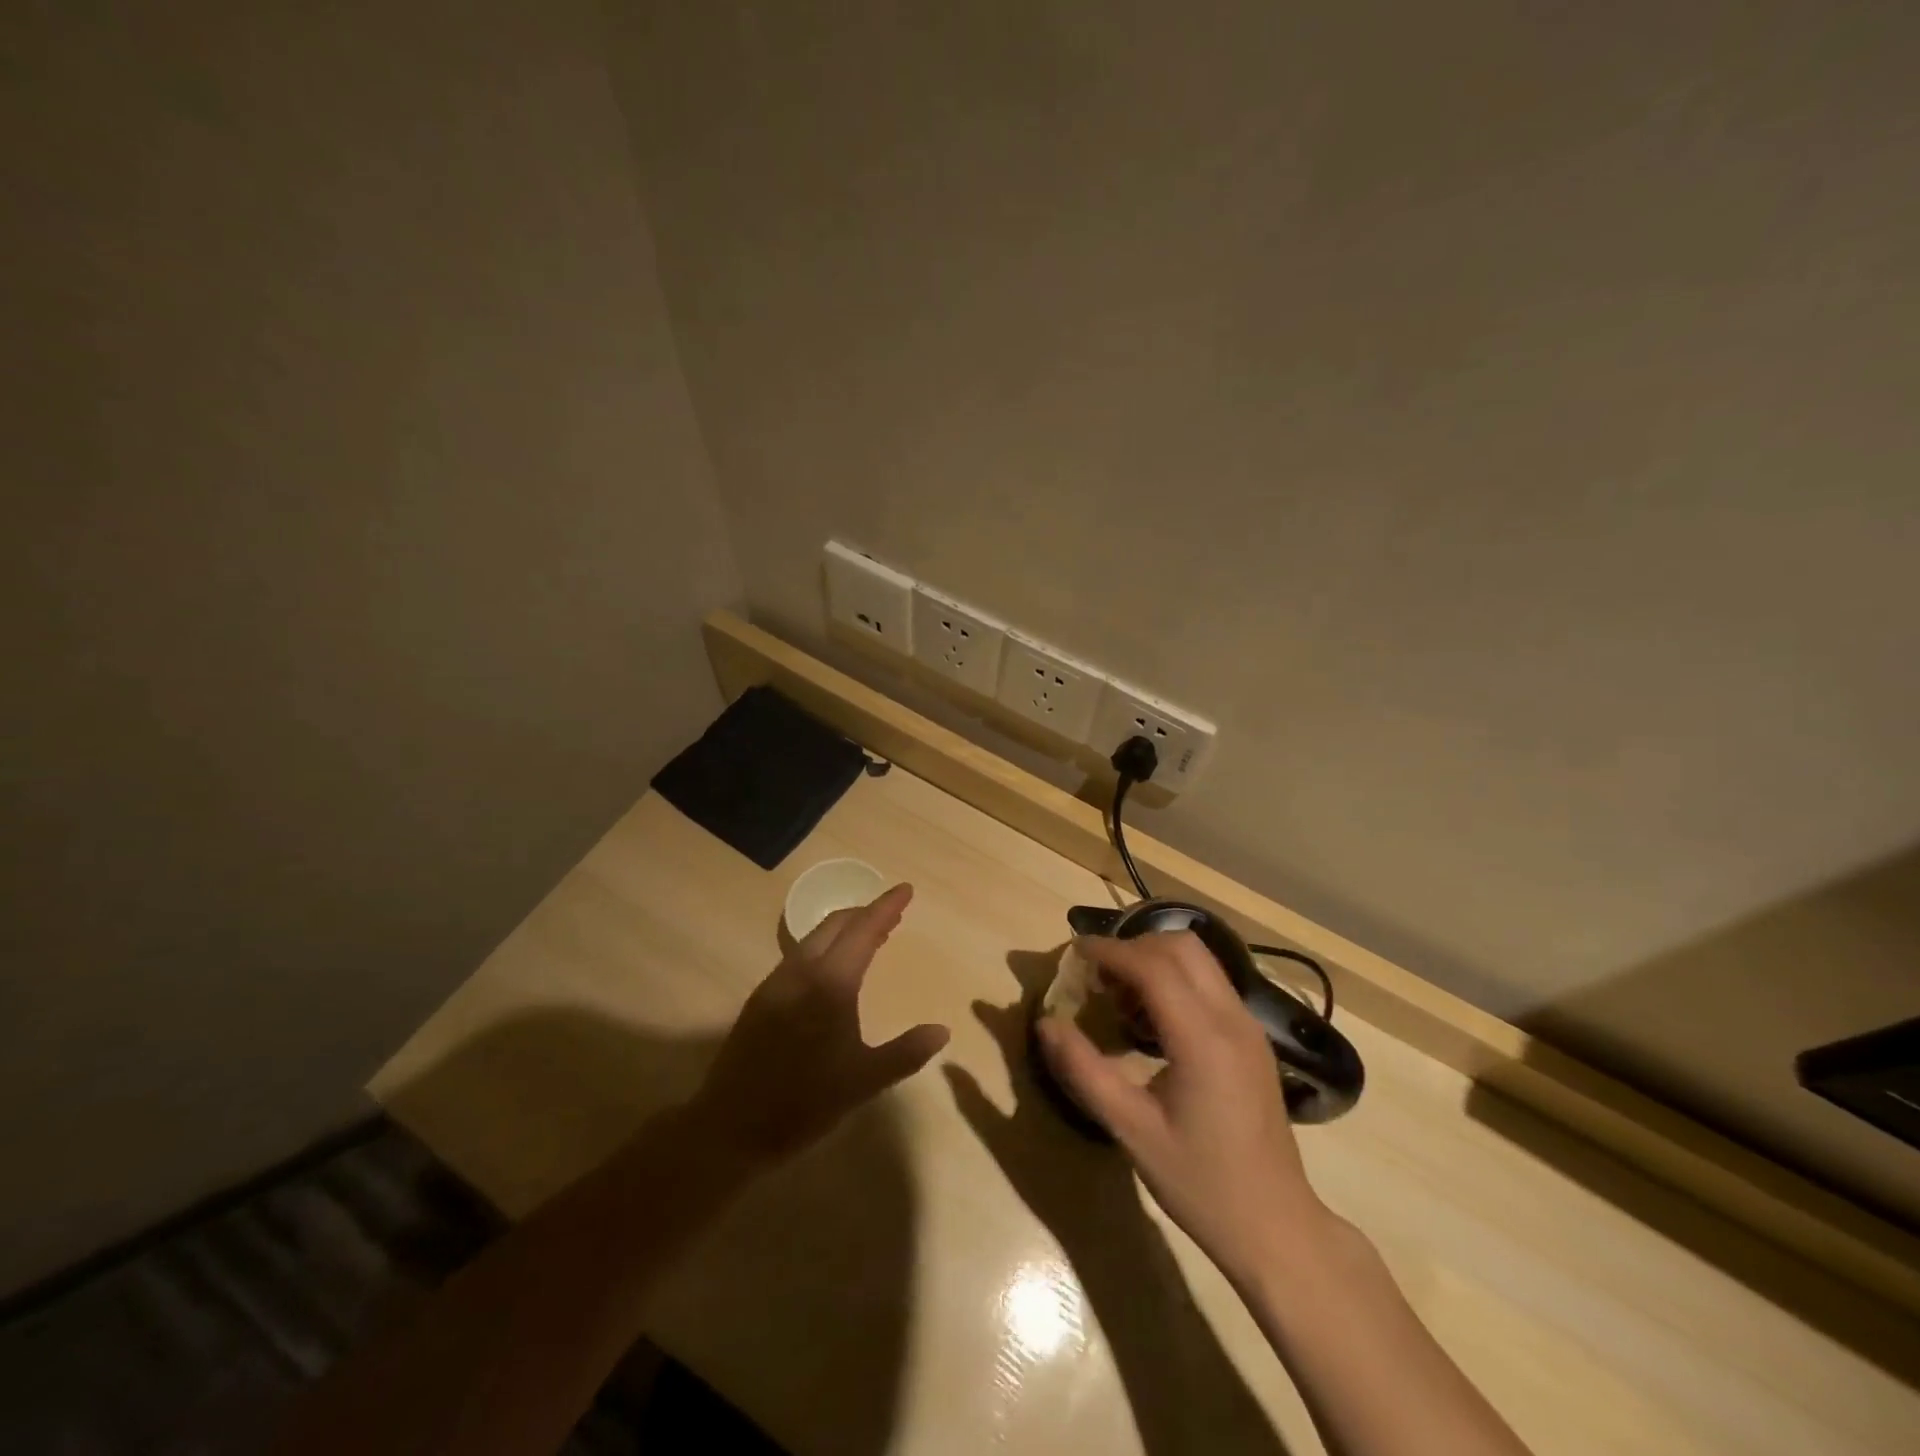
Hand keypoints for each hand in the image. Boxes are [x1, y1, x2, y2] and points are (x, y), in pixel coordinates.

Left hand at [689, 884, 948, 1168]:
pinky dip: (824, 948)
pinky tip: (832, 969)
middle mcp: (801, 972)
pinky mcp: (761, 999)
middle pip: (836, 925)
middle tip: (892, 915)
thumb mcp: (863, 1082)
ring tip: (869, 937)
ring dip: (844, 930)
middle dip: (865, 913)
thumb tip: (942, 1030)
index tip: (905, 889)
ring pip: (814, 938)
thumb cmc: (803, 1104)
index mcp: (831, 984)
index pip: (864, 931)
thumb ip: (906, 1053)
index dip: (886, 907)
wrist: (729, 1128)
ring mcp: (776, 983)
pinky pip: (799, 956)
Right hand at [1034, 932, 1330, 1284]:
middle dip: (1132, 948)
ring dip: (1155, 961)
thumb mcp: (1131, 1129)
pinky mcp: (1252, 1038)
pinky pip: (1210, 983)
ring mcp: (1248, 1025)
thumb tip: (1046, 1023)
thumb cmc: (1200, 1183)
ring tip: (1120, 999)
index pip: (1153, 965)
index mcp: (1203, 1039)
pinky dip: (1175, 980)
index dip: (1109, 951)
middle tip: (1097, 977)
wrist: (1276, 1226)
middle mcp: (1232, 1018)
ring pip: (1199, 960)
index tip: (1074, 954)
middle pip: (1181, 946)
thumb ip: (1084, 1070)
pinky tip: (1151, 1021)